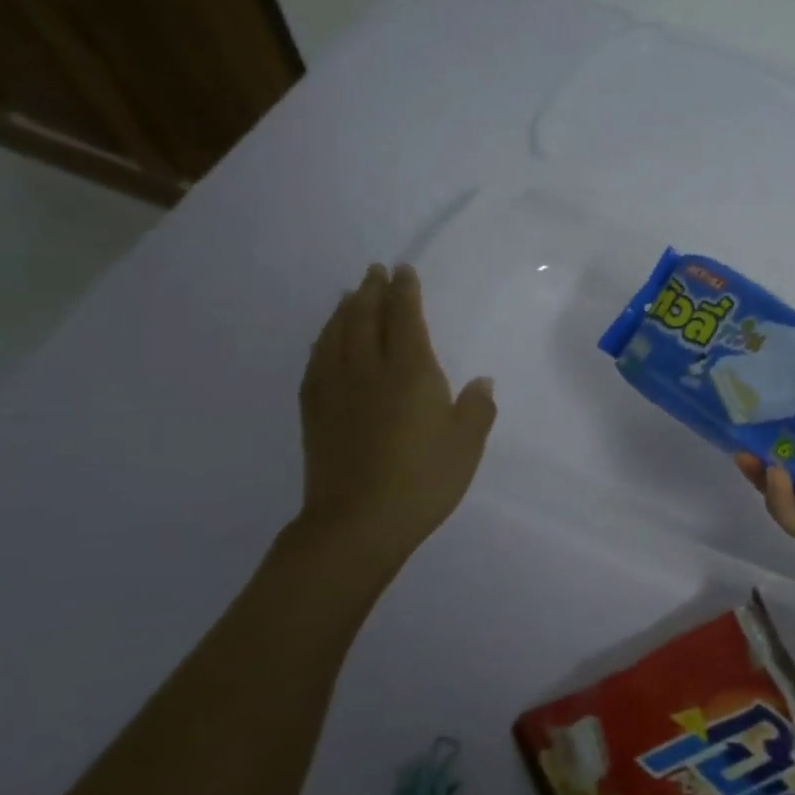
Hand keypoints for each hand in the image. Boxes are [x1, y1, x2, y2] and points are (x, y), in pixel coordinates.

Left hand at [295, 263, 495, 577]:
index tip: (403, 271)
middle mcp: (369, 369)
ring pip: (336, 334)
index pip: (405, 318)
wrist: (357, 522)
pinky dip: (323, 340)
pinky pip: (317, 360)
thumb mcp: (467, 446)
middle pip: (365, 317)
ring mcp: (336, 388)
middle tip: (374, 272)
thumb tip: (480, 382)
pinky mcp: (314, 410)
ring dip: (345, 310)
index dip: (405, 292)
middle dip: (371, 291)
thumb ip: (476, 409)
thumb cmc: (423, 481)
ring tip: (350, 295)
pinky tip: (326, 340)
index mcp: (411, 372)